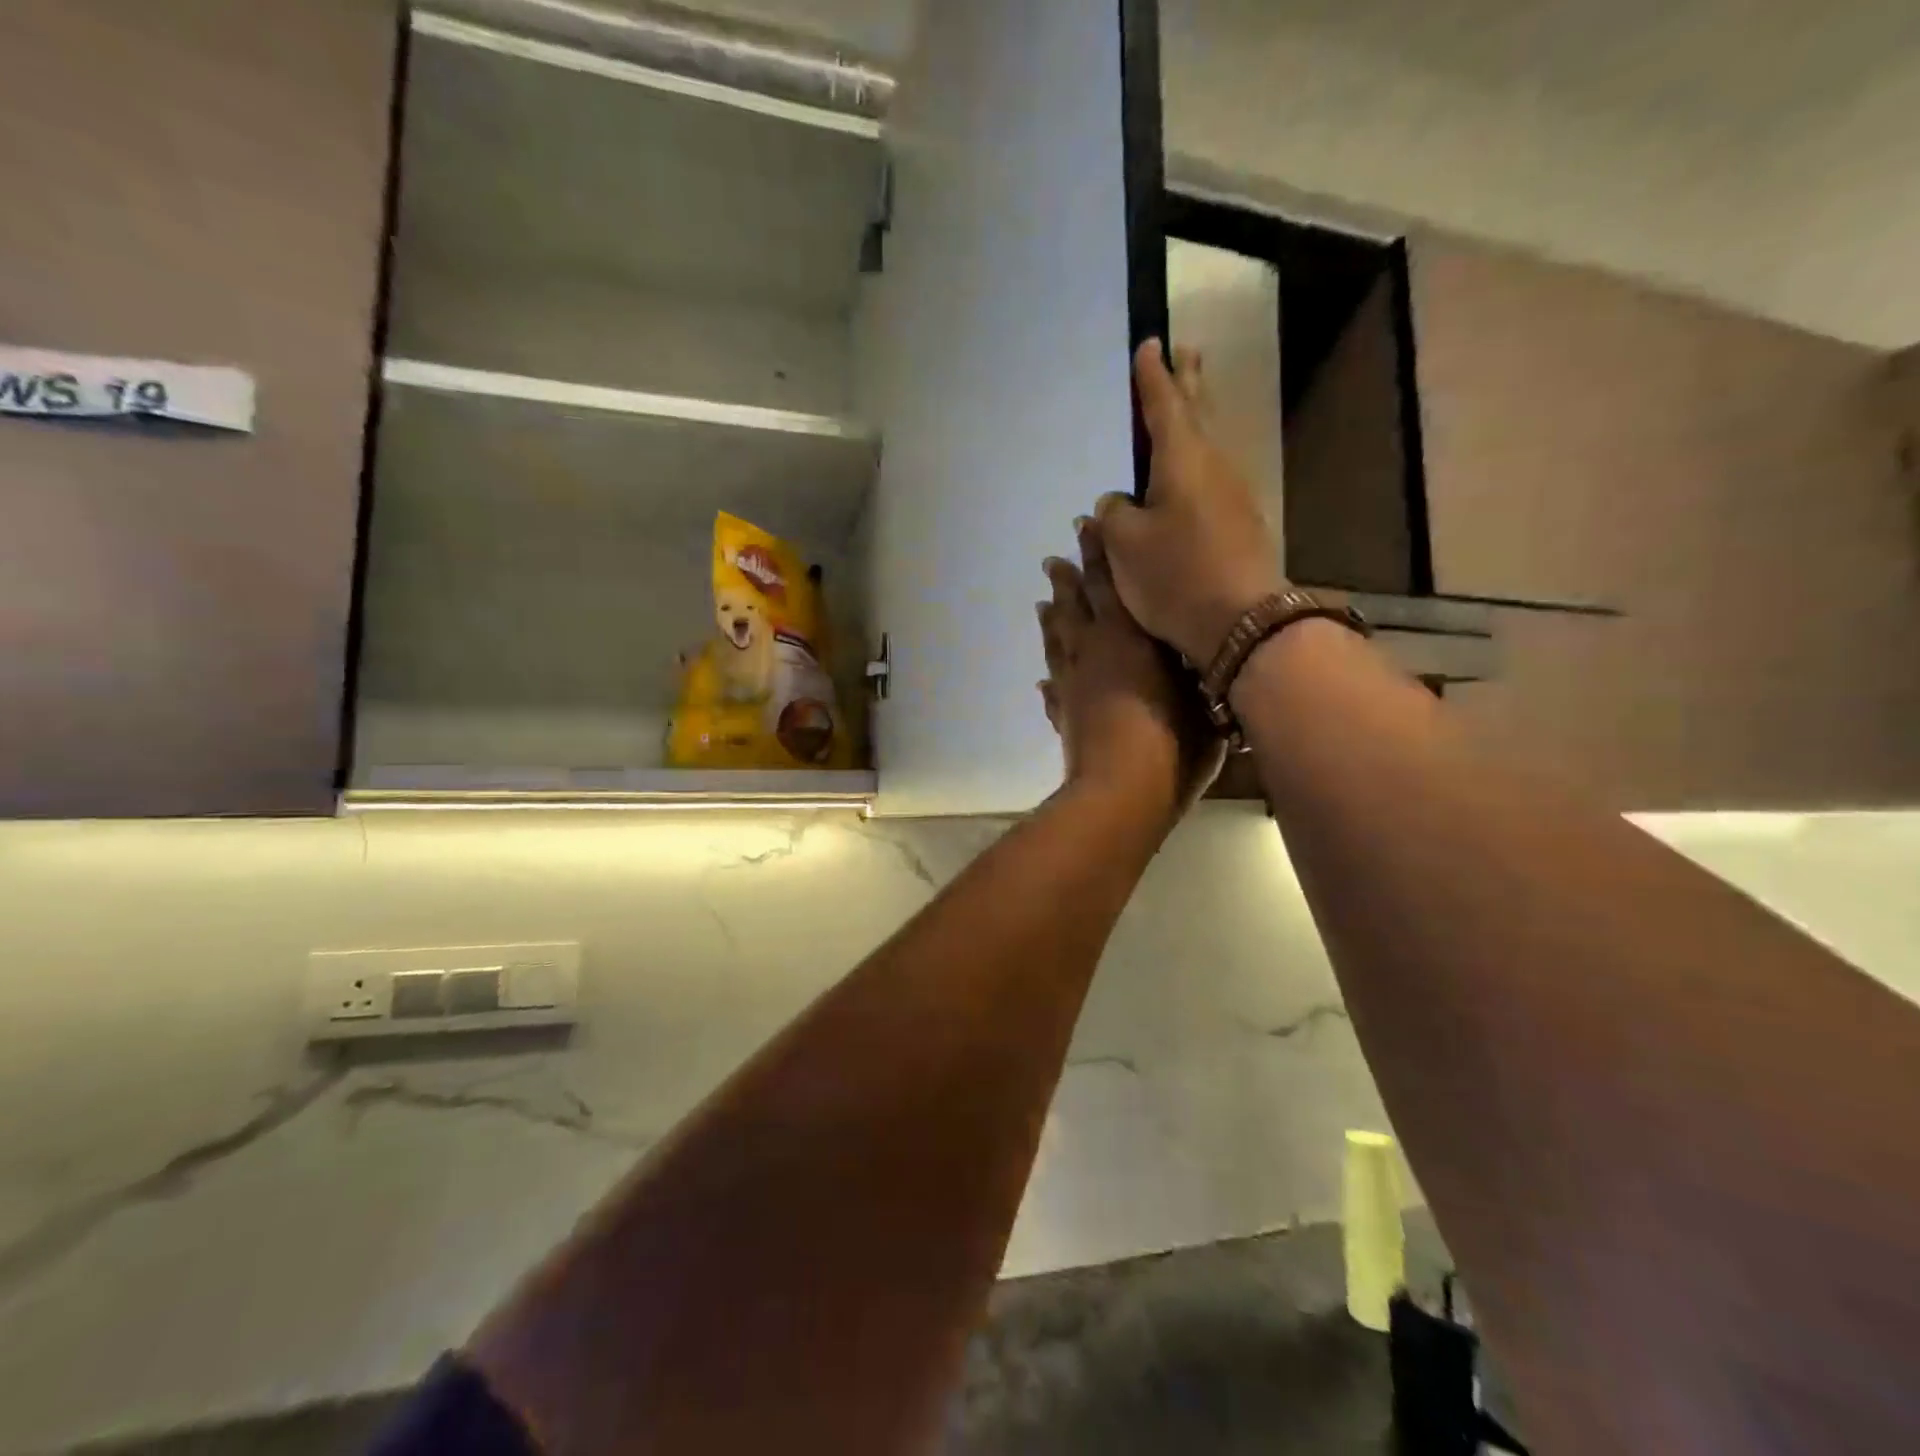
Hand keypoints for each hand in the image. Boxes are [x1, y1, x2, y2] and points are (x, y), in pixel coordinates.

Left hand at [1037, 517, 1224, 820]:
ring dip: (1050, 620)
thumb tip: (1195, 652)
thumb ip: (1193, 670)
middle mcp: (1093, 652)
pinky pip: (1052, 690)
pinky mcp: (1064, 717)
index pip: (1110, 583)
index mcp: (1128, 637)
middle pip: (1074, 607)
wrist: (1124, 793)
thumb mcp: (1202, 697)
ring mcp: (1072, 685)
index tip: (1086, 527)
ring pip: (1057, 642)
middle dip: (1066, 580)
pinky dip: (1048, 681)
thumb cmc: (1174, 741)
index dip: (1098, 555)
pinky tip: (1043, 679)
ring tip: (1043, 602)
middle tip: (1053, 560)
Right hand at [1096, 341, 1285, 665]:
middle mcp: (1212, 466)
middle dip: (1189, 382)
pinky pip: (1210, 478)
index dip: (1153, 377)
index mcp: (1181, 459)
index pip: (1163, 405)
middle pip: (1198, 413)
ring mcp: (1232, 494)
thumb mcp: (1125, 545)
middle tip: (1188, 353)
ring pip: (1207, 445)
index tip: (1150, 345)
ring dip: (1195, 420)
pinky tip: (1186, 476)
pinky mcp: (1239, 524)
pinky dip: (1195, 463)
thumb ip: (1112, 514)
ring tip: (1185, 405)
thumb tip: (1116, 502)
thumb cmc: (1175, 575)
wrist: (1241, 621)